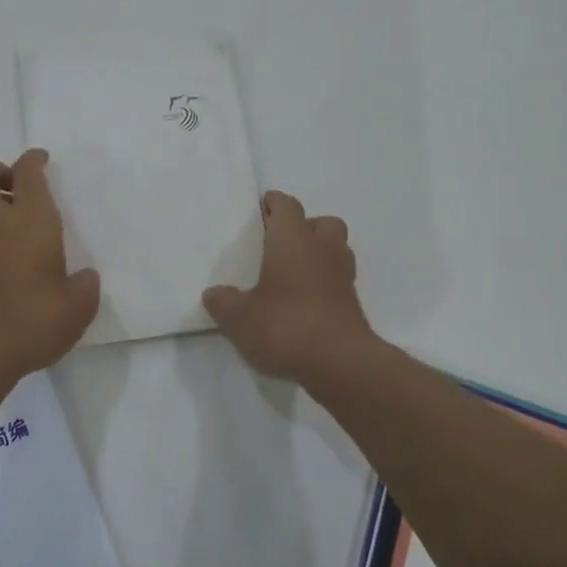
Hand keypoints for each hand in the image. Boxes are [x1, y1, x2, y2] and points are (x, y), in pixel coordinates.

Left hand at [0, 150, 99, 380]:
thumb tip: (83, 277)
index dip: (33, 160)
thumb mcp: (78, 305)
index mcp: (30, 220)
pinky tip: (20, 254)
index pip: (26, 172)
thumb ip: (85, 285)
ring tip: (26, 221)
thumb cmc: (34, 319)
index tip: (43, 160)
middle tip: (21, 186)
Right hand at [202, 191, 375, 383]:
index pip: (287, 206)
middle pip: (322, 222)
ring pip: (337, 249)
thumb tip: (213, 294)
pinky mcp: (353, 304)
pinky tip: (306, 302)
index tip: (261, 208)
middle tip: (281, 243)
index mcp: (293, 240)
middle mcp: (322, 249)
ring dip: (320, 253)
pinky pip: (339, 280)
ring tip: (295, 273)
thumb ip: (223, 302)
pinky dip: (326, 283)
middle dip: (305, 226)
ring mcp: (343, 276)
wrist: (340, 363)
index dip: (274, 203)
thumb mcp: (239, 318)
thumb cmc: (285, 326)